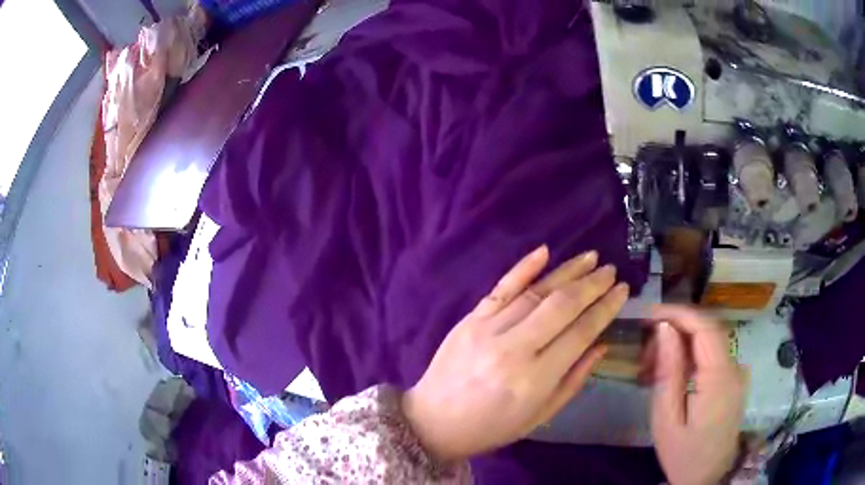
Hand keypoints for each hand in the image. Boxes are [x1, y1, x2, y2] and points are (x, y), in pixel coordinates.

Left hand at [401, 246, 629, 461]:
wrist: (434, 422)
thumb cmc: (492, 427)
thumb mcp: (540, 416)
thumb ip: (574, 380)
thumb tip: (601, 344)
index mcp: (534, 379)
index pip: (580, 332)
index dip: (605, 308)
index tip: (622, 290)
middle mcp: (514, 349)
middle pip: (561, 306)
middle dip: (591, 285)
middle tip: (611, 271)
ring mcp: (488, 330)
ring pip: (535, 292)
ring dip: (566, 271)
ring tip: (590, 258)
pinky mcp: (469, 320)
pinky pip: (500, 289)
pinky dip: (523, 268)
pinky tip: (544, 251)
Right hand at [649, 305, 746, 484]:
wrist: (710, 477)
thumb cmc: (684, 454)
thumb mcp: (667, 419)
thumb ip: (669, 371)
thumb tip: (665, 329)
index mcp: (720, 377)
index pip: (704, 326)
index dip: (677, 313)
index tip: (649, 314)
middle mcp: (734, 366)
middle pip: (707, 329)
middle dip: (675, 330)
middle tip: (644, 352)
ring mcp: (737, 372)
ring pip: (708, 341)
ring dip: (680, 344)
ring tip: (652, 368)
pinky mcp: (733, 378)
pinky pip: (712, 355)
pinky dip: (690, 356)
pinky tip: (672, 374)